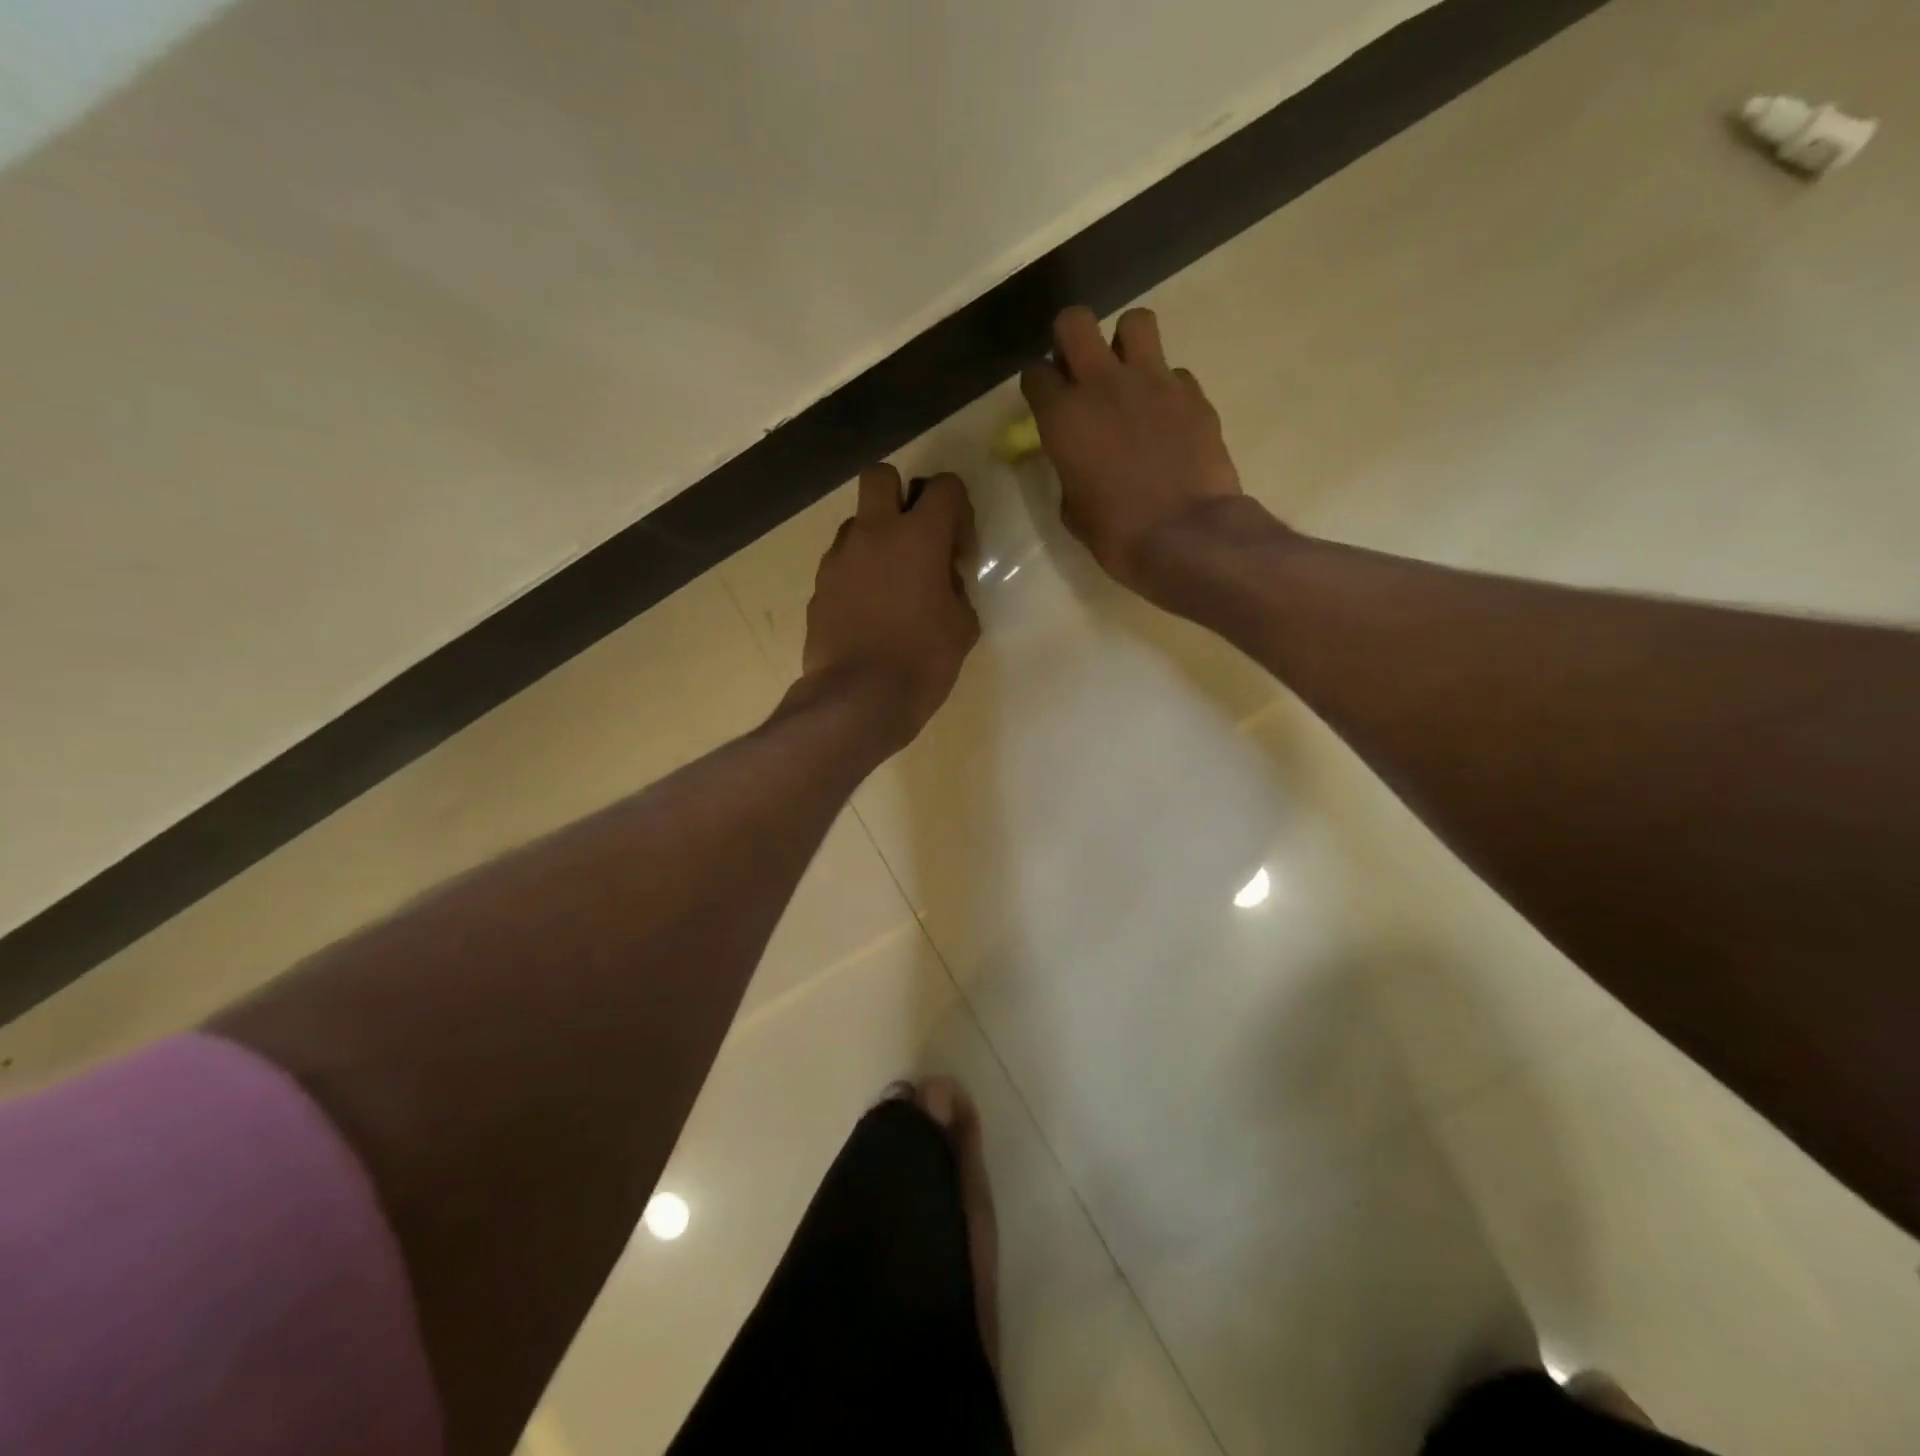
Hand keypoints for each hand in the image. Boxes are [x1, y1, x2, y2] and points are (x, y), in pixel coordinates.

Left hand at [799, 464, 979, 750]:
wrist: (857, 699)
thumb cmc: (922, 661)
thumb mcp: (963, 626)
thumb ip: (956, 589)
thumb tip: (943, 580)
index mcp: (919, 536)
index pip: (944, 486)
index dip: (959, 511)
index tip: (960, 552)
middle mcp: (874, 533)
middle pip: (881, 477)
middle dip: (902, 495)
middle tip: (917, 537)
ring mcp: (839, 559)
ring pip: (857, 522)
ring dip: (877, 539)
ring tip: (892, 584)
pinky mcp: (819, 587)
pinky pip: (842, 563)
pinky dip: (858, 573)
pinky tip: (870, 611)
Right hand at [1020, 306, 1246, 601]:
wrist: (1186, 536)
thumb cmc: (1117, 534)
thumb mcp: (1073, 510)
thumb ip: (1069, 469)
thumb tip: (1078, 458)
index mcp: (1063, 417)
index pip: (1036, 374)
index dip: (1039, 386)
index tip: (1046, 401)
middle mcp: (1103, 384)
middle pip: (1075, 322)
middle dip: (1072, 340)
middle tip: (1080, 369)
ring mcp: (1153, 381)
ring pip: (1135, 322)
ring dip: (1126, 342)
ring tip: (1129, 376)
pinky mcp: (1192, 392)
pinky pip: (1175, 371)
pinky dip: (1167, 388)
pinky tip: (1168, 418)